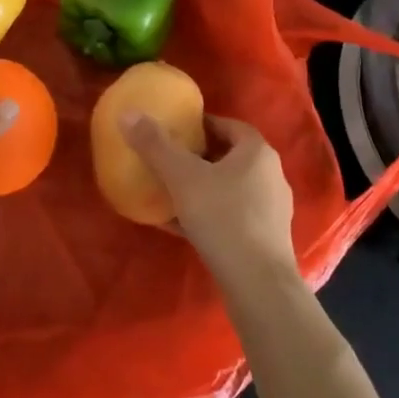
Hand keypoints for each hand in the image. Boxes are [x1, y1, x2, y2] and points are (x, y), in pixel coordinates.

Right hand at [121, 114, 298, 293]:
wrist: (257, 284)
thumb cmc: (223, 218)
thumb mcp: (182, 177)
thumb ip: (155, 145)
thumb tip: (128, 113)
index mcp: (257, 153)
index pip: (229, 126)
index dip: (202, 124)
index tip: (176, 129)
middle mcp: (270, 176)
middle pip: (229, 157)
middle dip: (198, 156)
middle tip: (168, 159)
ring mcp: (270, 210)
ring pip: (229, 188)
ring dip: (202, 187)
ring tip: (170, 191)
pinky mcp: (264, 239)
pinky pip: (230, 216)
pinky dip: (207, 214)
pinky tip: (179, 225)